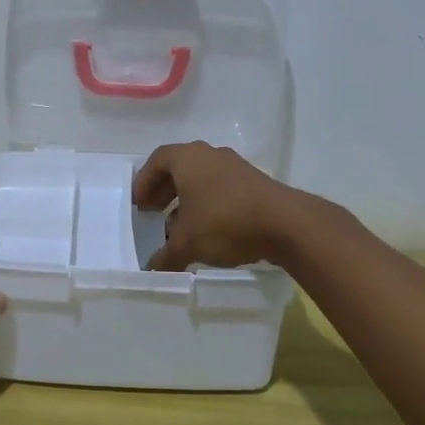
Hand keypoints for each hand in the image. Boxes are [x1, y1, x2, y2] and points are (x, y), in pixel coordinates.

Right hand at [133, 141, 308, 271]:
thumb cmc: (225, 221)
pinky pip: (221, 187)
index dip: (144, 181)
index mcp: (188, 158)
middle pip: (179, 167)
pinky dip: (208, 203)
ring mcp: (235, 166)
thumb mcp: (187, 243)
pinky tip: (208, 229)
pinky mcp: (254, 182)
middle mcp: (210, 155)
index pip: (157, 160)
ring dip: (187, 198)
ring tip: (179, 225)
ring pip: (202, 178)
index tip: (139, 204)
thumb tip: (151, 269)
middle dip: (164, 190)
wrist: (285, 223)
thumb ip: (165, 255)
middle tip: (153, 212)